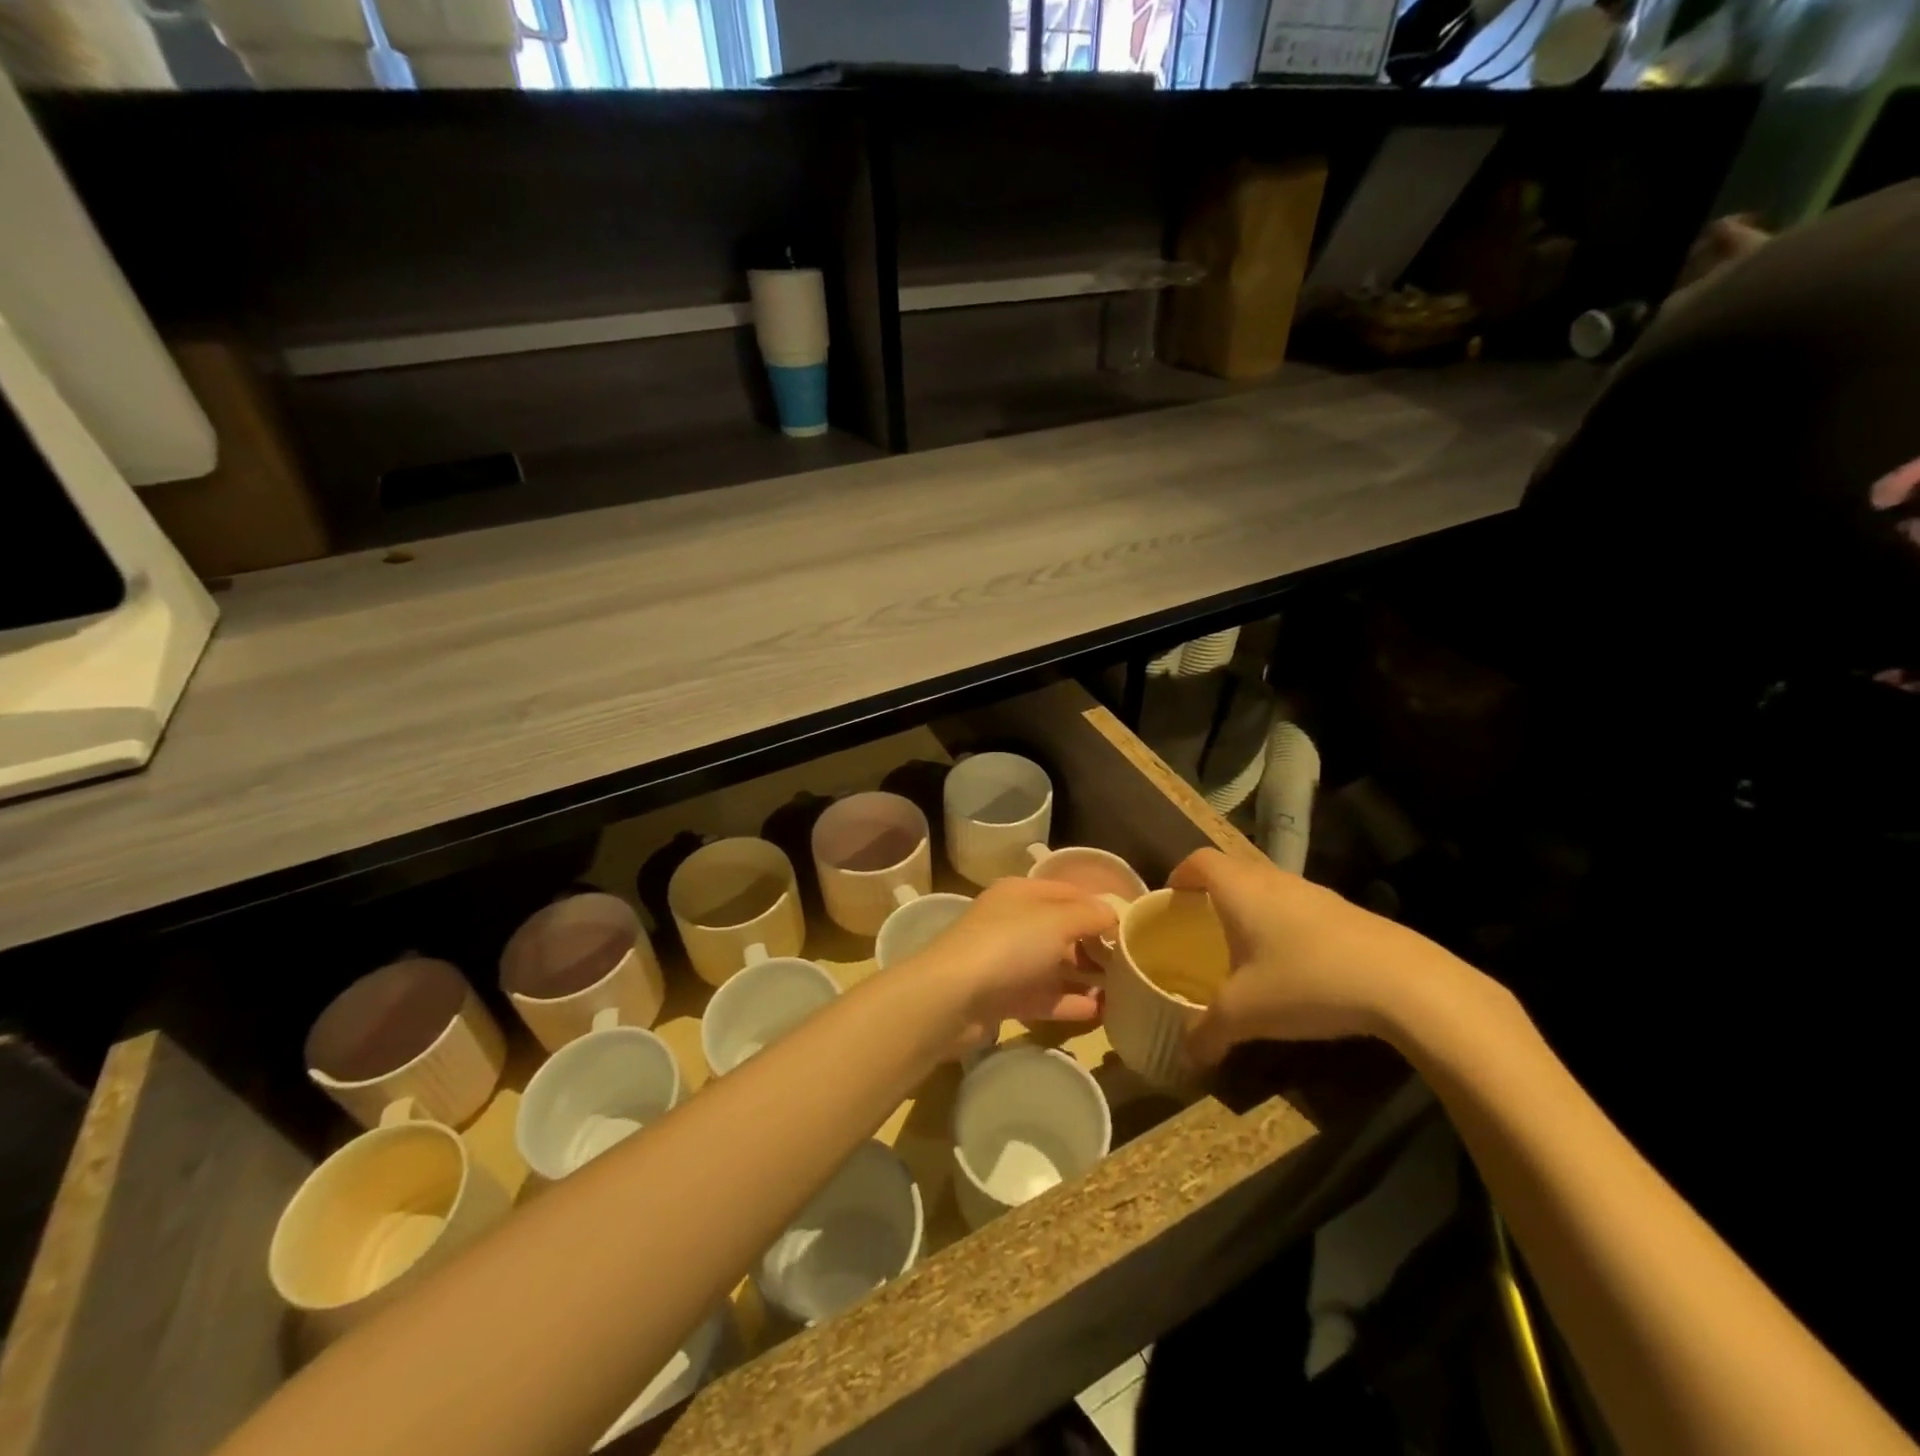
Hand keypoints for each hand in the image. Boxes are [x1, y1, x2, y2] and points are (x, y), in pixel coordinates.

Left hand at [911, 878, 1113, 1052]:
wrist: (952, 997)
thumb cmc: (1008, 944)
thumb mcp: (1057, 920)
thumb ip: (1089, 915)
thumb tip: (1113, 913)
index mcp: (1021, 893)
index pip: (1068, 892)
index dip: (1099, 906)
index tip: (1133, 925)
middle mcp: (1013, 922)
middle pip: (1062, 930)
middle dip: (1095, 945)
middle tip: (1131, 963)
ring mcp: (1007, 961)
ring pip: (1054, 966)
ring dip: (1085, 977)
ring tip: (1124, 991)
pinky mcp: (1003, 998)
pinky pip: (1044, 997)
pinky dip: (1070, 1003)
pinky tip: (1101, 1012)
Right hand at [1167, 849, 1471, 1067]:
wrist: (1405, 983)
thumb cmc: (1305, 981)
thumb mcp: (1244, 1014)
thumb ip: (1206, 1032)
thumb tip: (1186, 1054)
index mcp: (1240, 889)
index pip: (1199, 860)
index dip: (1180, 875)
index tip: (1172, 902)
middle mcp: (1273, 880)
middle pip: (1232, 872)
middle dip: (1212, 897)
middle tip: (1201, 931)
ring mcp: (1314, 893)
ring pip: (1268, 891)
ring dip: (1251, 912)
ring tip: (1246, 953)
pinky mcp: (1346, 913)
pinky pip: (1299, 909)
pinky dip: (1285, 927)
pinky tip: (1293, 969)